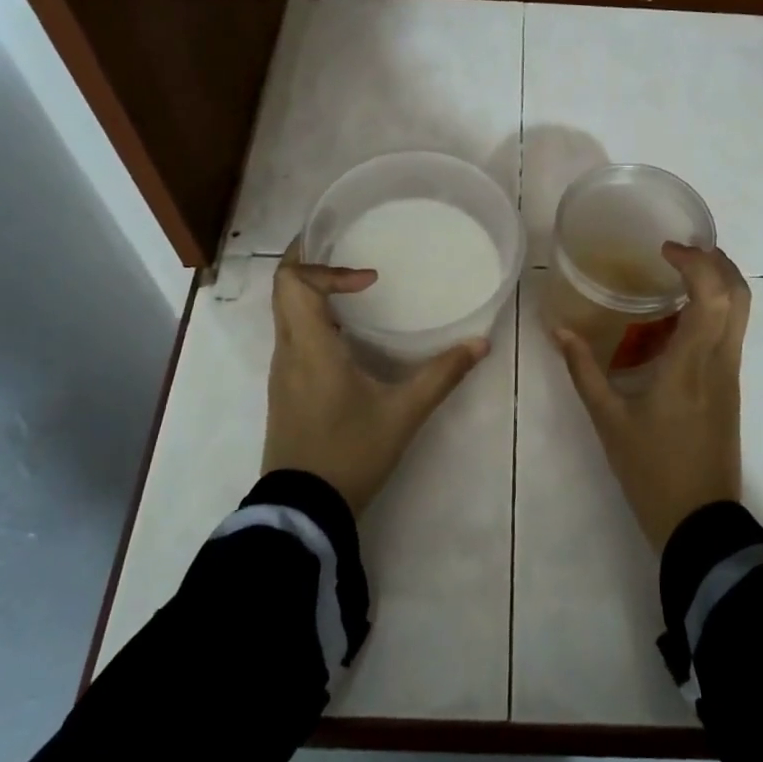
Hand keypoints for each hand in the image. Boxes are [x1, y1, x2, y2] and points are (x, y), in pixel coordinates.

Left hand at [262, 241, 489, 514]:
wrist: (304, 510)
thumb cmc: (350, 454)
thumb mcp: (403, 413)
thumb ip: (442, 375)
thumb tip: (480, 343)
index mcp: (310, 347)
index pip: (294, 282)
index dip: (327, 267)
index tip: (370, 279)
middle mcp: (288, 351)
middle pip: (283, 288)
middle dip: (313, 262)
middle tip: (351, 251)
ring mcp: (282, 371)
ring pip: (285, 311)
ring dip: (313, 291)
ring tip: (355, 286)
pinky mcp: (285, 389)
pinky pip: (292, 334)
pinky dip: (313, 316)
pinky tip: (348, 331)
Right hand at [554, 243, 750, 551]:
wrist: (699, 521)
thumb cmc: (652, 470)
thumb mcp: (608, 420)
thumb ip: (583, 370)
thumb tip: (559, 330)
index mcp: (692, 364)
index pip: (713, 295)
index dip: (697, 262)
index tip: (666, 249)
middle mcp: (720, 361)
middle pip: (740, 295)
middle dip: (717, 261)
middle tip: (680, 251)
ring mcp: (730, 375)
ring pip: (740, 313)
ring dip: (718, 283)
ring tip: (677, 275)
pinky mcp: (730, 389)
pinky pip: (729, 333)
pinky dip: (713, 310)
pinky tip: (675, 320)